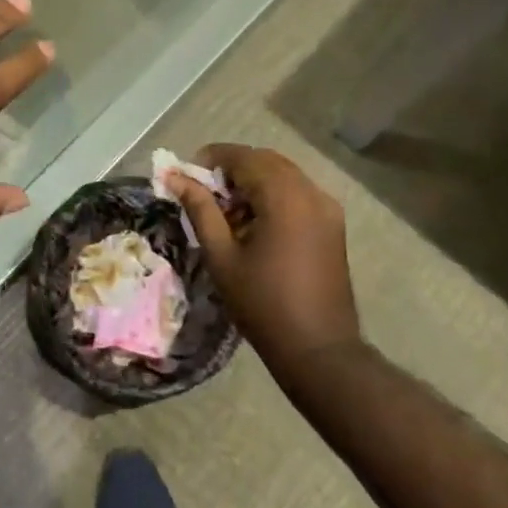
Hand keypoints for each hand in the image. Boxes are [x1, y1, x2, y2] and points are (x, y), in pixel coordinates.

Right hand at [168, 144, 361, 372]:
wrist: (319, 350)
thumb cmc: (262, 304)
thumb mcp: (221, 256)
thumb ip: (200, 209)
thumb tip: (174, 177)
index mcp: (284, 197)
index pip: (243, 157)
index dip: (212, 159)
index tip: (187, 176)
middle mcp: (310, 192)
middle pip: (265, 161)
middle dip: (232, 169)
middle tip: (205, 194)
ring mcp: (327, 207)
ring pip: (283, 174)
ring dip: (253, 181)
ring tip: (228, 212)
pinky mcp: (333, 224)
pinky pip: (299, 192)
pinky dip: (274, 194)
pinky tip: (255, 223)